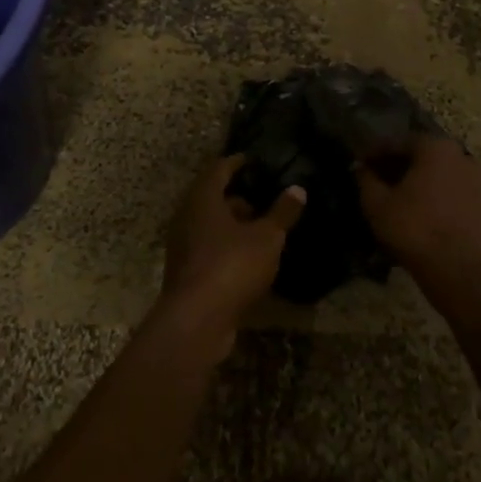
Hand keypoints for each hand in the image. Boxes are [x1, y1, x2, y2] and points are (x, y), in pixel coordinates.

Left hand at [158, 155, 303, 354]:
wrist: (196, 321)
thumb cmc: (231, 266)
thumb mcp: (267, 238)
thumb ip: (282, 213)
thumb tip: (297, 189)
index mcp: (202, 199)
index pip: (218, 168)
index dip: (237, 162)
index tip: (254, 160)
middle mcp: (187, 217)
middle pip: (212, 197)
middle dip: (237, 196)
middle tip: (264, 198)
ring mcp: (183, 245)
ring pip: (210, 225)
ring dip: (233, 224)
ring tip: (263, 229)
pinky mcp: (186, 272)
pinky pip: (209, 248)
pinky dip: (227, 246)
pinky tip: (250, 257)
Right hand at [354, 135, 480, 295]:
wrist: (455, 269)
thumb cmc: (413, 228)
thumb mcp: (377, 203)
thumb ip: (366, 179)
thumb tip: (360, 167)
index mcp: (435, 147)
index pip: (398, 142)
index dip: (375, 152)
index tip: (360, 163)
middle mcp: (460, 155)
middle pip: (421, 154)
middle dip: (397, 164)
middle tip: (377, 178)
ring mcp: (476, 179)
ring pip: (438, 171)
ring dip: (417, 178)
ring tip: (397, 195)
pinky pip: (451, 189)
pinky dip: (435, 193)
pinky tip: (420, 208)